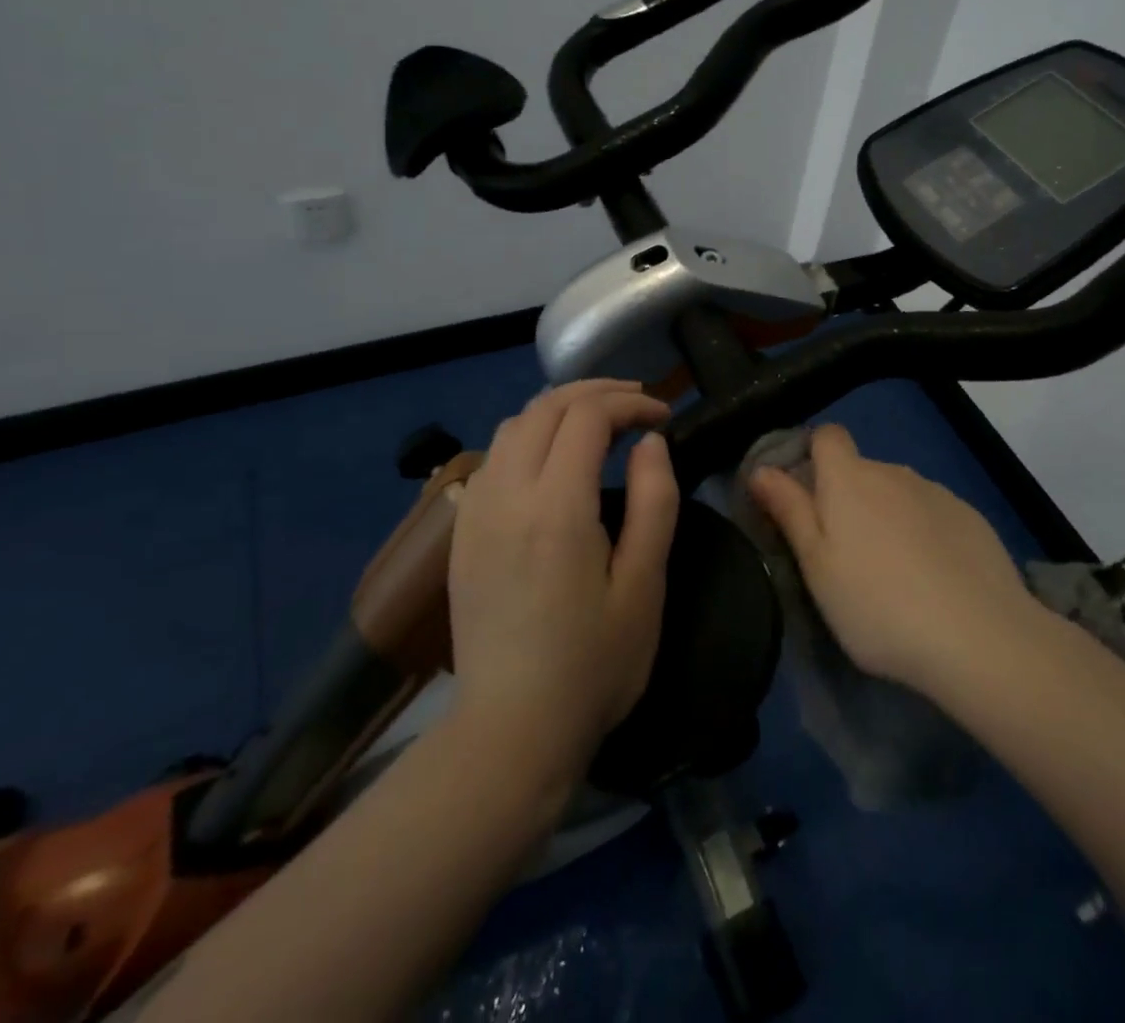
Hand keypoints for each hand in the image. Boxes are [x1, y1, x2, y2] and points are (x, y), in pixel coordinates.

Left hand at [448, 380, 678, 783]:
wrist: (511, 731)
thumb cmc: (593, 665)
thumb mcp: (644, 586)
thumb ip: (655, 502)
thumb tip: (650, 442)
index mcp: (556, 508)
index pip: (587, 416)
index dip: (630, 403)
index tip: (663, 417)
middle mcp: (506, 495)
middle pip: (545, 407)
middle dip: (596, 393)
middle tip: (638, 405)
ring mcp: (475, 512)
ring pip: (513, 425)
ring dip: (559, 410)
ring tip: (600, 424)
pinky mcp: (461, 533)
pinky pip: (492, 457)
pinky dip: (529, 436)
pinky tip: (553, 461)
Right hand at [749, 425, 1037, 696]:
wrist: (979, 636)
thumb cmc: (877, 604)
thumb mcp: (816, 565)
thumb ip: (789, 510)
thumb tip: (760, 468)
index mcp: (850, 478)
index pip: (826, 435)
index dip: (812, 455)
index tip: (805, 498)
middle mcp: (893, 472)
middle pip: (860, 469)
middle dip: (847, 498)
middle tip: (844, 554)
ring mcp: (937, 492)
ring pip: (898, 493)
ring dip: (887, 516)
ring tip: (892, 574)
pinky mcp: (971, 517)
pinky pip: (933, 513)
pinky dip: (924, 533)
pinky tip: (933, 578)